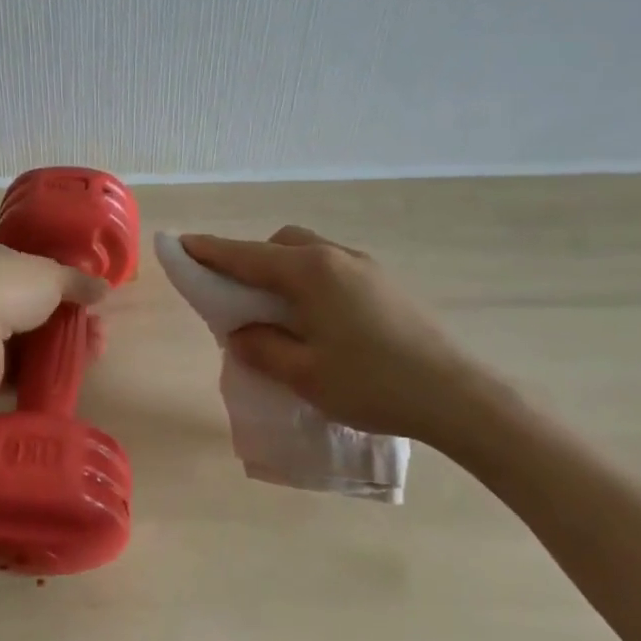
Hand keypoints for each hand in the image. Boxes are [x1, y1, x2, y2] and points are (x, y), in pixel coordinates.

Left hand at [0, 248, 108, 395]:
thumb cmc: (9, 289)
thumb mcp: (53, 275)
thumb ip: (79, 282)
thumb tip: (105, 288)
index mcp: (7, 268)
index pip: (43, 278)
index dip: (72, 290)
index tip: (97, 303)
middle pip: (44, 315)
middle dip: (76, 323)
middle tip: (101, 333)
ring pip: (38, 346)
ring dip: (69, 349)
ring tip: (96, 353)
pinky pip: (27, 375)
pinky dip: (50, 375)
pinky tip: (74, 375)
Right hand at [180, 226, 518, 452]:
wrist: (459, 396)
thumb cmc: (372, 384)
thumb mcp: (303, 374)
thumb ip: (261, 348)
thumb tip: (240, 332)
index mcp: (310, 272)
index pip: (246, 256)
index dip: (209, 251)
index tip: (181, 244)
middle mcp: (336, 256)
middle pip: (279, 244)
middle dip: (250, 259)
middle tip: (235, 294)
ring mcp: (366, 266)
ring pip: (308, 252)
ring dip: (281, 269)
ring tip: (275, 309)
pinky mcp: (386, 283)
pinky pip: (332, 267)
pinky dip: (308, 280)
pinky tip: (315, 317)